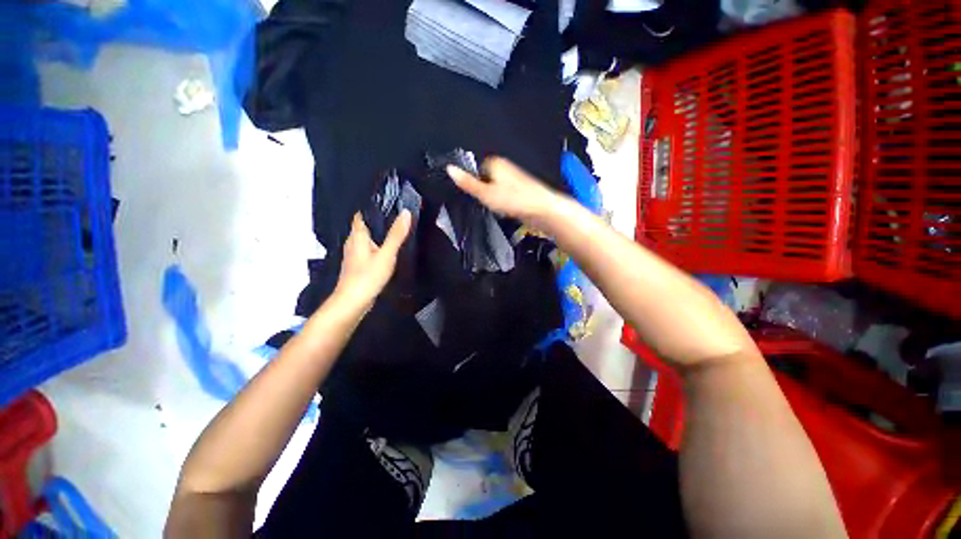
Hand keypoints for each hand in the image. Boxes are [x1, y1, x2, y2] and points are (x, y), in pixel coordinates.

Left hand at [334, 211, 411, 309]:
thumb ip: (396, 235)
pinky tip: (386, 252)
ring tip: (394, 231)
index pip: (361, 215)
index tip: (386, 202)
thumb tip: (406, 213)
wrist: (353, 302)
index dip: (371, 207)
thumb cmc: (367, 276)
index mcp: (357, 236)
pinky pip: (367, 251)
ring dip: (377, 236)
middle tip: (395, 215)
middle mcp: (352, 243)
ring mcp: (354, 256)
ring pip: (366, 240)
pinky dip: (376, 248)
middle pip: (363, 227)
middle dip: (377, 221)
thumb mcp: (386, 254)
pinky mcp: (358, 267)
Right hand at [447, 157, 559, 224]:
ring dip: (494, 199)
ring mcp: (513, 180)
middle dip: (484, 191)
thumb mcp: (485, 193)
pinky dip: (504, 204)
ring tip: (498, 207)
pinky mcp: (520, 191)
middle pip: (485, 179)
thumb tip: (450, 170)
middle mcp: (505, 168)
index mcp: (495, 163)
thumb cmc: (515, 200)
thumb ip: (467, 183)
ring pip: (495, 189)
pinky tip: (507, 210)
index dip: (473, 183)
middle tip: (486, 202)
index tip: (475, 194)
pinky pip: (505, 197)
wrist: (541, 210)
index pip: (476, 169)